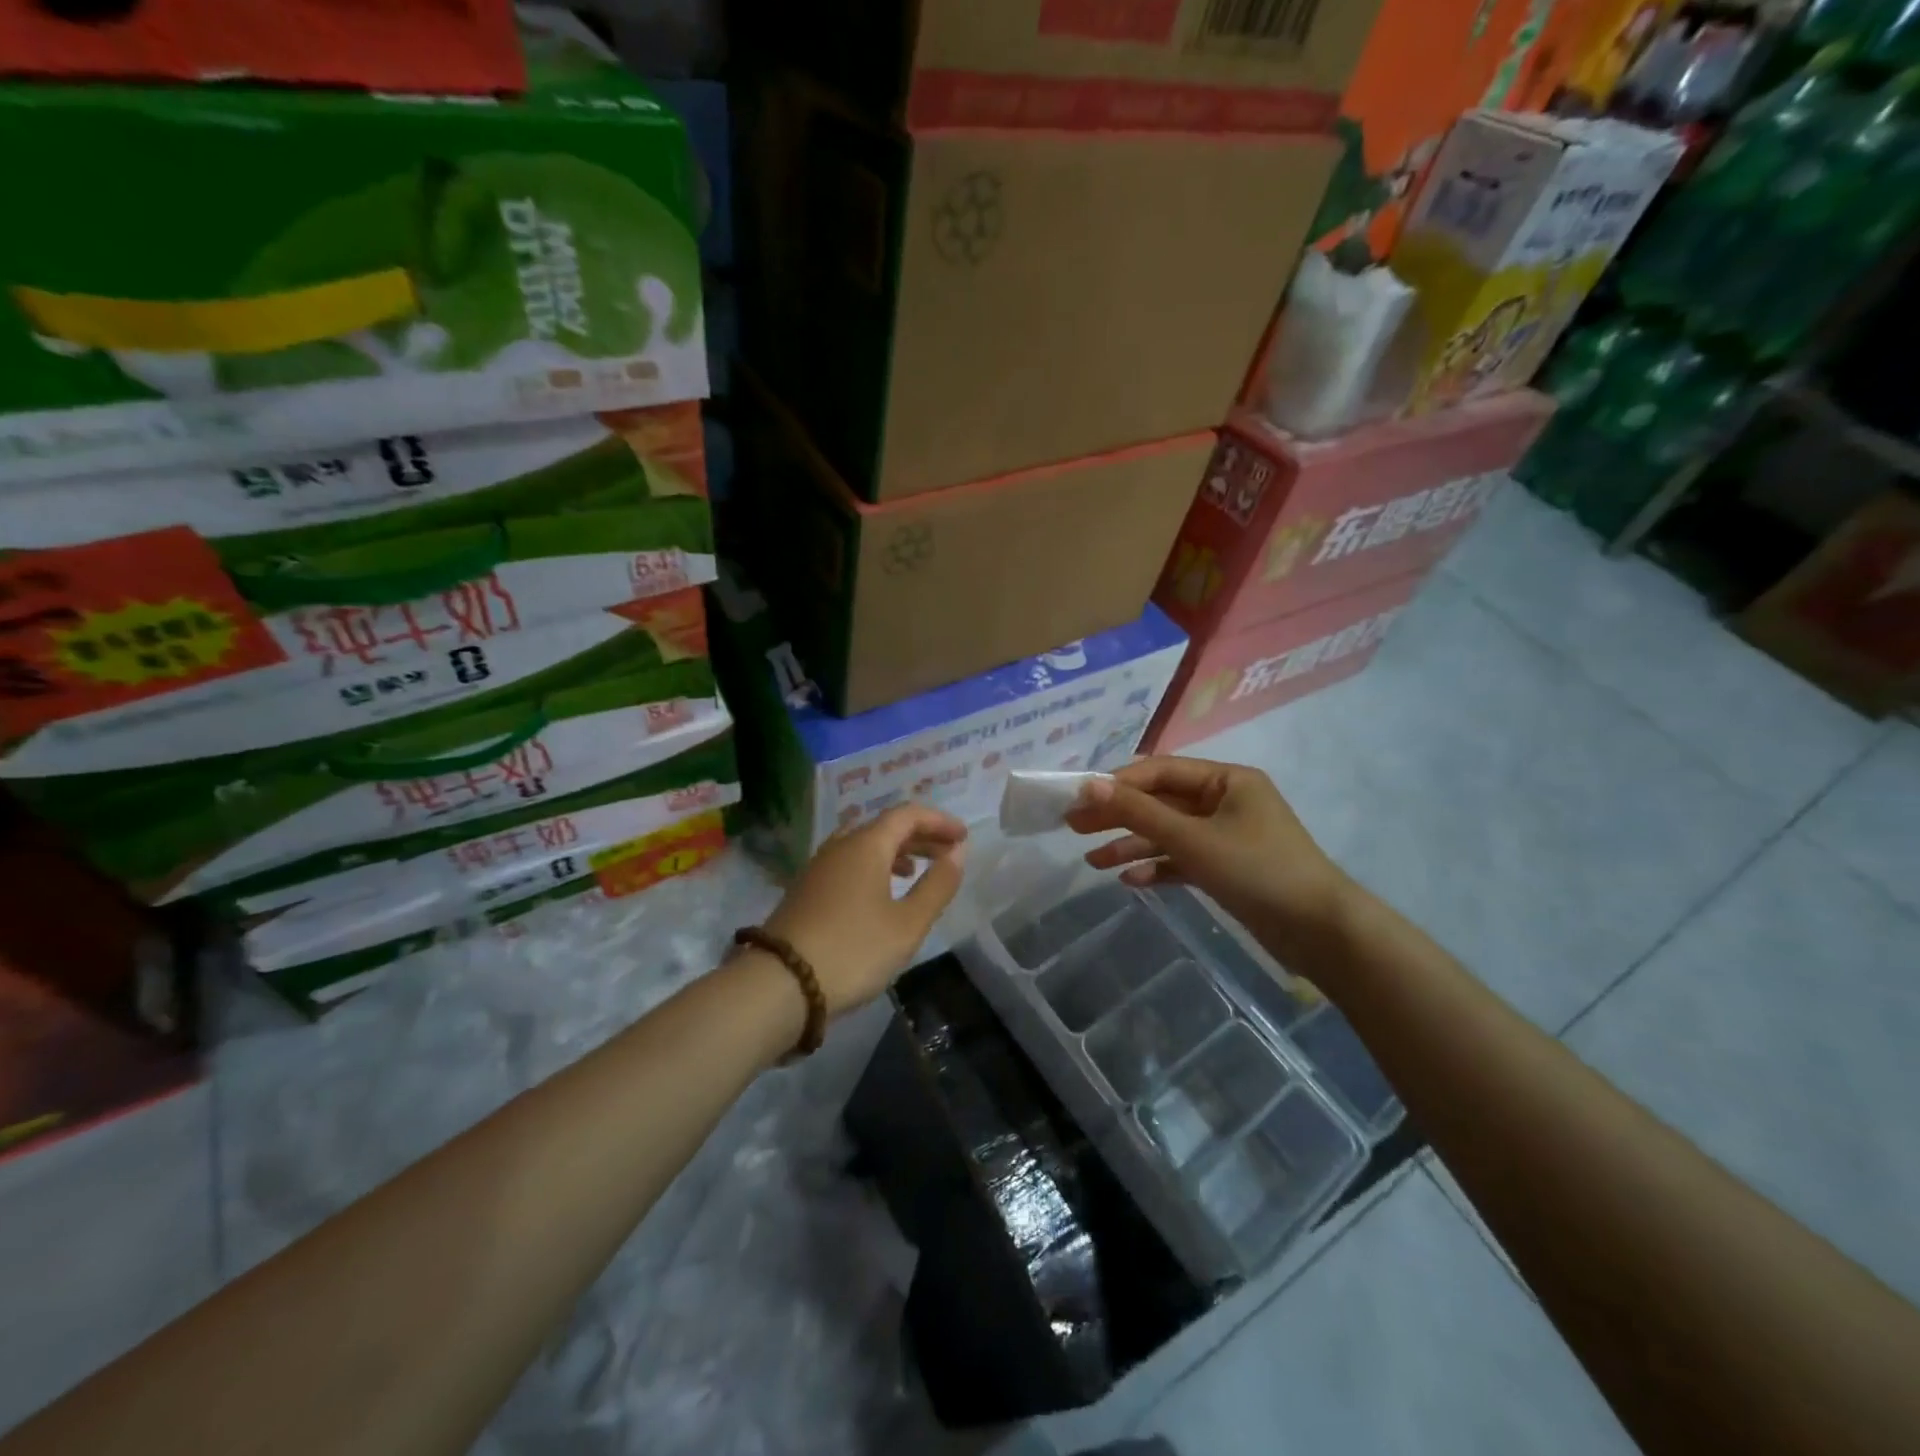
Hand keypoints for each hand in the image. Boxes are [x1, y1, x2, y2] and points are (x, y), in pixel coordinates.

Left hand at [758, 805, 968, 1015]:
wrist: (780, 984)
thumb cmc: (854, 950)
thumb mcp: (908, 923)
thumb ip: (937, 885)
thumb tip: (957, 851)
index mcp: (865, 845)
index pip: (907, 815)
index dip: (938, 821)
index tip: (963, 837)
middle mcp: (839, 846)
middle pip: (884, 827)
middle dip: (919, 836)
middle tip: (947, 854)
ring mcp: (817, 867)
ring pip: (862, 845)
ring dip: (895, 852)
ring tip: (915, 872)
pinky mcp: (805, 890)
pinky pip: (847, 863)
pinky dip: (872, 867)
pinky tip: (879, 895)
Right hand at [1064, 757, 1353, 957]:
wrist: (1319, 931)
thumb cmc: (1257, 870)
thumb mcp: (1191, 838)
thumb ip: (1138, 811)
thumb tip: (1089, 785)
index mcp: (1226, 779)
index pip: (1160, 771)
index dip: (1117, 784)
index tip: (1078, 799)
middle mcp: (1225, 801)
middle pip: (1160, 801)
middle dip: (1118, 815)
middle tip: (1073, 826)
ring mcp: (1226, 836)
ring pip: (1168, 833)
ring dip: (1132, 845)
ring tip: (1091, 861)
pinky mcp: (1227, 868)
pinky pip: (1183, 860)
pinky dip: (1157, 867)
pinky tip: (1129, 881)